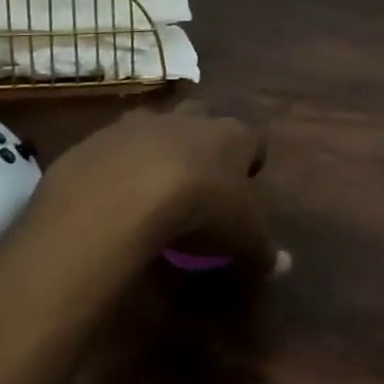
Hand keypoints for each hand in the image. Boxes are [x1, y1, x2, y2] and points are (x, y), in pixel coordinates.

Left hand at [27, 105, 272, 279]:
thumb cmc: (201, 208)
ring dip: (155, 149)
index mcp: (232, 136)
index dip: (250, 161)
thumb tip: (284, 266)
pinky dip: (114, 169)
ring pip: (154, 127)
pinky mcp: (98, 140)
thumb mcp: (242, 237)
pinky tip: (110, 201)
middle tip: (197, 179)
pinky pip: (111, 151)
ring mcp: (140, 125)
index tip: (244, 185)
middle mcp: (189, 119)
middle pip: (203, 118)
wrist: (122, 195)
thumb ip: (263, 250)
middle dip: (202, 141)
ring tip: (149, 187)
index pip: (252, 139)